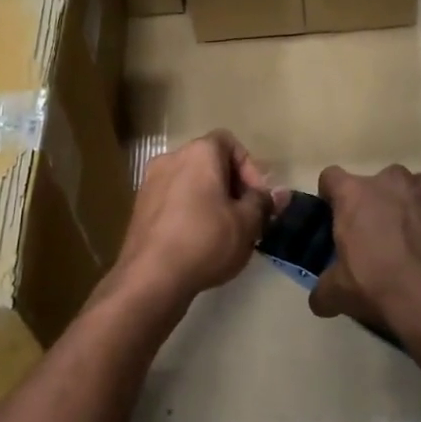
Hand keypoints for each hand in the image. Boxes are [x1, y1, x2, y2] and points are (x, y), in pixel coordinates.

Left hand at [112, 130, 287, 305]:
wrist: (151, 277)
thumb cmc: (206, 241)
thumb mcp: (247, 223)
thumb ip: (264, 202)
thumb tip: (281, 193)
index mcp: (199, 153)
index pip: (230, 143)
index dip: (250, 168)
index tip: (258, 198)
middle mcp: (171, 158)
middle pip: (210, 162)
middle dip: (233, 186)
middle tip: (247, 217)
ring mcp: (150, 182)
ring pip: (191, 182)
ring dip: (211, 200)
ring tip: (225, 231)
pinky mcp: (139, 207)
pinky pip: (173, 199)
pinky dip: (189, 211)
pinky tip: (199, 240)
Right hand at [309, 159, 420, 339]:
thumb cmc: (378, 288)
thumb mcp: (338, 293)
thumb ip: (323, 288)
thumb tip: (319, 299)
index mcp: (354, 195)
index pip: (332, 178)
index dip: (334, 197)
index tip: (338, 217)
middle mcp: (390, 179)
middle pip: (378, 183)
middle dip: (379, 205)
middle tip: (382, 238)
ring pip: (417, 186)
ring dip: (416, 204)